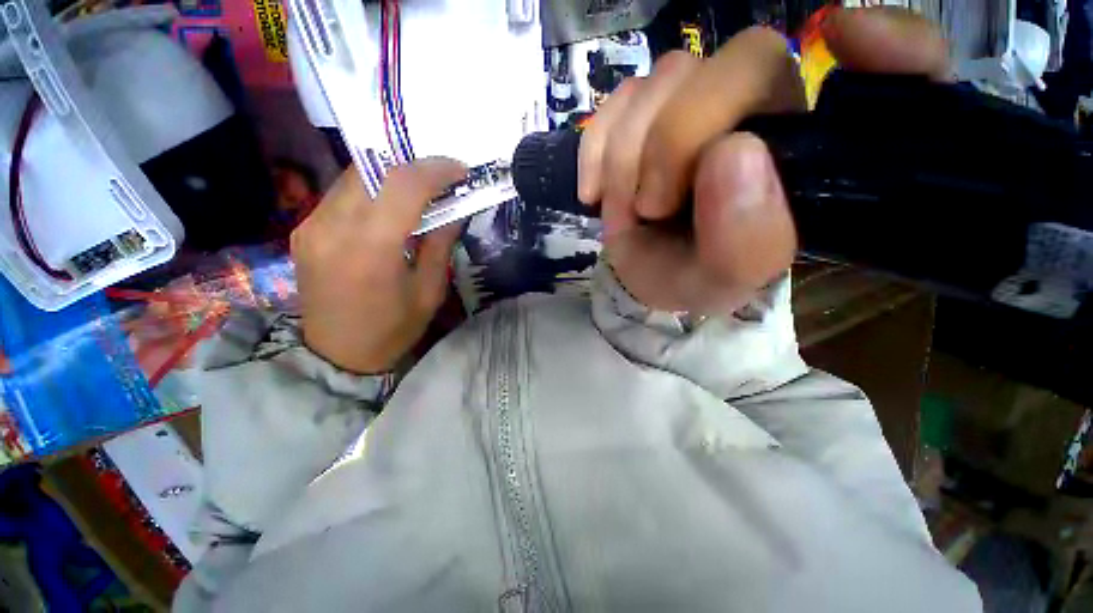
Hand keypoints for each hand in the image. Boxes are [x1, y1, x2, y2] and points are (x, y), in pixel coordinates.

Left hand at [292, 159, 465, 373]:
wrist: (338, 355)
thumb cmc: (393, 329)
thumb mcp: (429, 291)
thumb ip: (440, 244)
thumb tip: (454, 210)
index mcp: (371, 248)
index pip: (404, 185)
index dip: (436, 169)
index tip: (459, 169)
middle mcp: (333, 227)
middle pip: (373, 170)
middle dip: (412, 165)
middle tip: (440, 176)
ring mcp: (311, 225)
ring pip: (354, 177)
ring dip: (390, 175)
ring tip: (419, 188)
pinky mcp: (303, 229)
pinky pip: (340, 194)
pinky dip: (371, 189)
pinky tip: (389, 204)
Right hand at [578, 7, 949, 313]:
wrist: (645, 272)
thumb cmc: (694, 277)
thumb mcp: (725, 281)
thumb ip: (744, 240)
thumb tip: (731, 153)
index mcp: (810, 151)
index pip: (896, 70)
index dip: (890, 46)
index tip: (848, 41)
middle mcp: (766, 108)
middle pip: (742, 58)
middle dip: (676, 136)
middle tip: (652, 205)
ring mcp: (700, 99)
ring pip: (667, 75)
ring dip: (628, 154)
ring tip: (630, 208)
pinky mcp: (646, 109)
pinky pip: (616, 99)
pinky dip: (596, 149)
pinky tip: (595, 193)